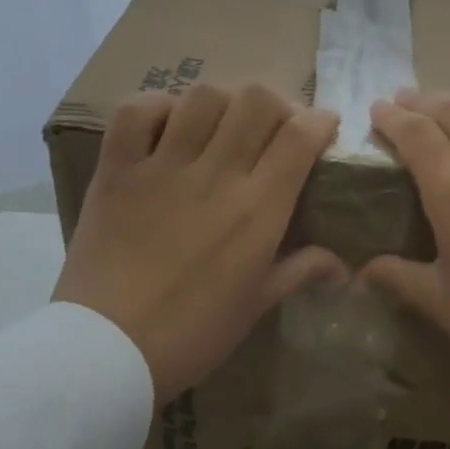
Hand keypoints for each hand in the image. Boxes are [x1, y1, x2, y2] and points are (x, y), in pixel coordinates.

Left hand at [54, 83, 344, 402]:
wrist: (107, 351)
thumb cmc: (192, 333)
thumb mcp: (257, 305)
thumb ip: (301, 270)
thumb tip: (342, 265)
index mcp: (258, 210)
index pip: (300, 136)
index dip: (319, 120)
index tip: (323, 126)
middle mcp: (216, 175)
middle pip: (256, 101)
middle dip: (276, 104)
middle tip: (272, 126)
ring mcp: (162, 168)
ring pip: (202, 97)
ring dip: (222, 102)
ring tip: (221, 124)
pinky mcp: (117, 170)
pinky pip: (136, 112)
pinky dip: (156, 107)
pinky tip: (168, 125)